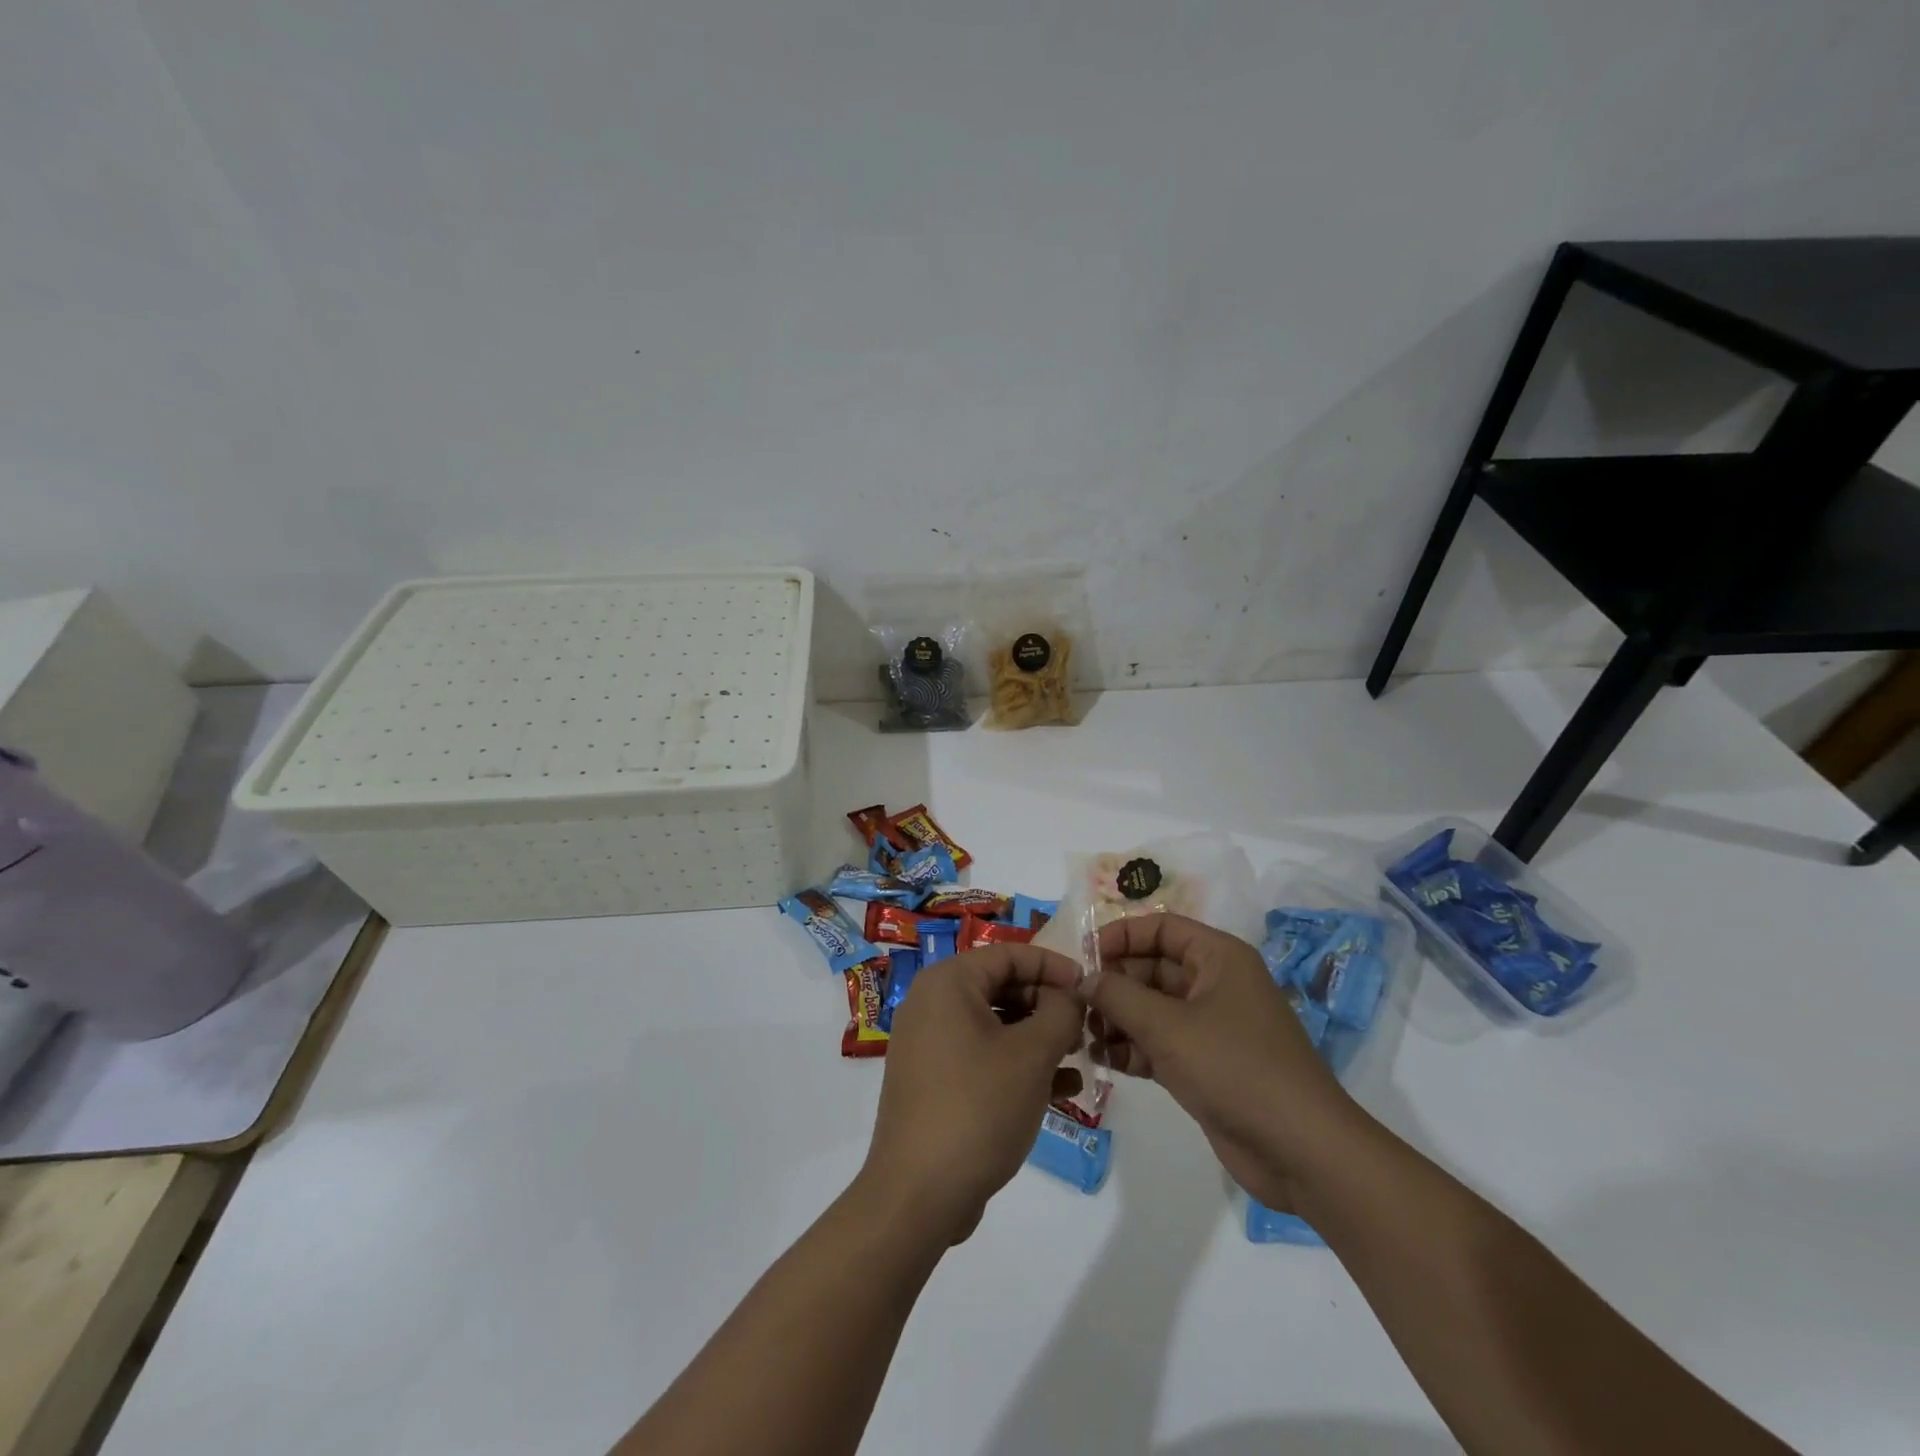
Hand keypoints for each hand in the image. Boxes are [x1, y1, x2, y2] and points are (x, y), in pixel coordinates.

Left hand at [864, 944, 1085, 1242]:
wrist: (918, 1193)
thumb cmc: (978, 1107)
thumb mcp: (1032, 1055)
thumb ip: (1060, 1013)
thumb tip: (1070, 996)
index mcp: (948, 983)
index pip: (1009, 954)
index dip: (1053, 965)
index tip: (1089, 985)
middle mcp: (932, 1003)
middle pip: (1001, 986)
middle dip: (1047, 1004)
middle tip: (1085, 1027)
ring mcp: (930, 1044)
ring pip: (996, 1024)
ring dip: (1039, 1037)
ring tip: (1079, 1057)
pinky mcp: (935, 1080)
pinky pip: (983, 1056)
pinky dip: (1018, 1064)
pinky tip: (1061, 1089)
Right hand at [1079, 914, 1361, 1211]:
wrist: (1300, 1150)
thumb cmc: (1235, 1068)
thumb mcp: (1169, 1026)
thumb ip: (1119, 996)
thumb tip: (1083, 979)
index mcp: (1218, 957)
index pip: (1161, 927)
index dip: (1120, 936)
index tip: (1083, 957)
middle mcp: (1215, 984)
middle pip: (1152, 967)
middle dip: (1114, 983)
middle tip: (1075, 1004)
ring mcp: (1211, 1027)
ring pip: (1152, 1008)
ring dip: (1118, 1018)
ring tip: (1084, 1035)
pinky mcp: (1205, 1065)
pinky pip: (1159, 1043)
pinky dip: (1132, 1048)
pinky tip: (1102, 1060)